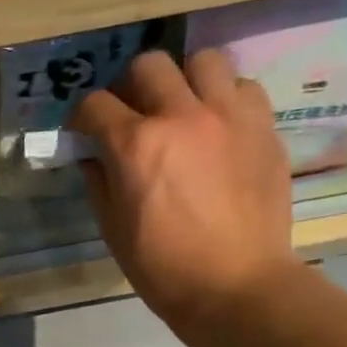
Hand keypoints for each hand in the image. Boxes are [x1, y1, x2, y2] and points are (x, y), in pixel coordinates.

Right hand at [70, 48, 298, 324]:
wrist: (237, 286)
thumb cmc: (163, 267)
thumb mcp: (112, 228)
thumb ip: (99, 181)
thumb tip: (94, 156)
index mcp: (136, 144)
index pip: (95, 104)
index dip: (82, 116)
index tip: (84, 130)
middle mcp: (182, 116)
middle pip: (148, 64)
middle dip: (130, 85)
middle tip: (133, 112)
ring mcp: (229, 117)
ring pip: (204, 60)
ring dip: (185, 79)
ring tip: (183, 106)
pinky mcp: (263, 128)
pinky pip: (244, 87)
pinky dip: (226, 97)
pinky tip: (218, 124)